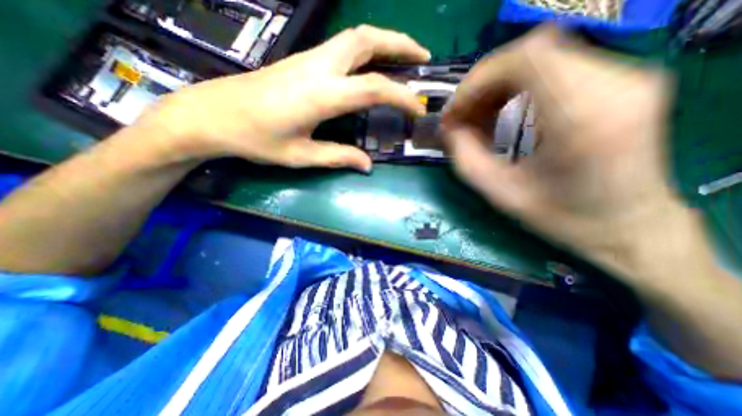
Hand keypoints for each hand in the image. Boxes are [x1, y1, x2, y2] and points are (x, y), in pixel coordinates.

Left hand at [135, 24, 432, 170]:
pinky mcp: (303, 60)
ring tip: (405, 57)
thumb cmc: (256, 139)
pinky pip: (343, 47)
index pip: (373, 88)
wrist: (213, 115)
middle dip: (400, 43)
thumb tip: (367, 165)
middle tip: (423, 57)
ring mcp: (309, 59)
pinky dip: (367, 50)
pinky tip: (374, 64)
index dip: (401, 96)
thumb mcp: (300, 155)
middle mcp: (318, 67)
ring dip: (385, 41)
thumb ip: (338, 157)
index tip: (419, 108)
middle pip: (366, 39)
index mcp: (320, 95)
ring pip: (355, 37)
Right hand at [439, 27, 675, 278]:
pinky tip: (503, 112)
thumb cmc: (562, 217)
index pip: (526, 59)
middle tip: (463, 115)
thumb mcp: (500, 193)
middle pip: (532, 51)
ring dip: (498, 85)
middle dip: (484, 83)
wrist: (627, 224)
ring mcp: (624, 77)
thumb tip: (448, 127)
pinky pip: (554, 67)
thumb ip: (465, 156)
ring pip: (541, 56)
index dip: (479, 79)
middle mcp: (615, 84)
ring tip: (479, 116)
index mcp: (583, 118)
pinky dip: (517, 86)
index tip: (456, 110)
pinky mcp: (619, 81)